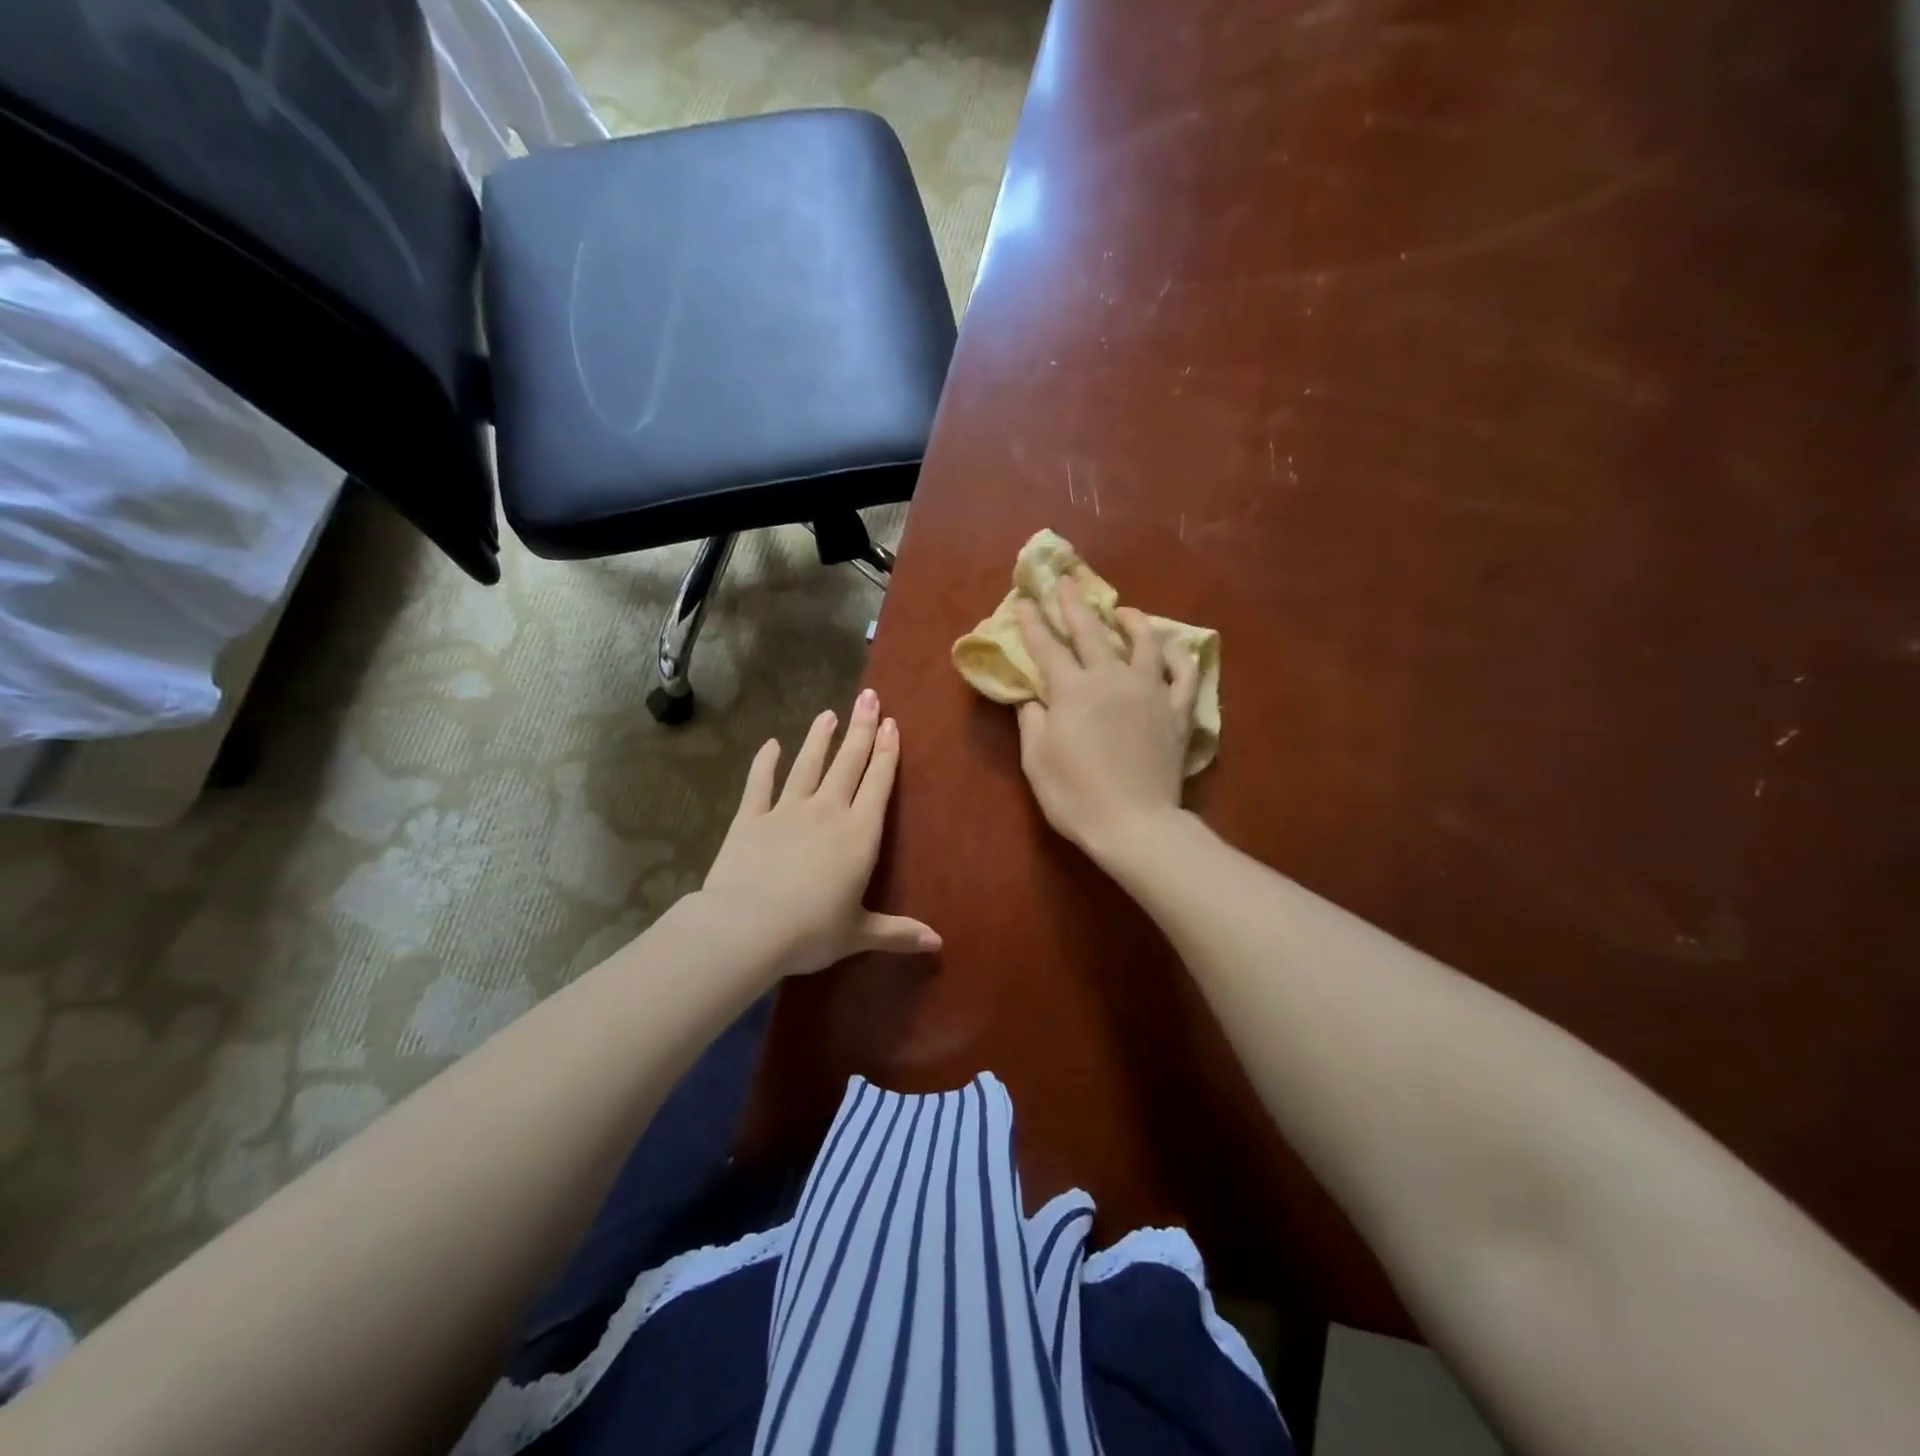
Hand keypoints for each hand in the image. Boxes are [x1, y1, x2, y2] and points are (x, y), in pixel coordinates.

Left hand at [700, 689, 940, 978]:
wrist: (748, 926)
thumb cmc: (812, 931)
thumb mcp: (859, 934)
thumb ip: (898, 933)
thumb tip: (938, 944)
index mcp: (859, 834)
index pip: (878, 784)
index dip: (886, 753)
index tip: (891, 723)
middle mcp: (827, 811)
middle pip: (848, 763)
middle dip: (861, 729)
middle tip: (869, 697)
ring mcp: (786, 810)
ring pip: (808, 765)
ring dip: (819, 738)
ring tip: (828, 713)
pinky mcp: (750, 818)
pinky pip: (760, 784)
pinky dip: (765, 763)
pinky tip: (770, 744)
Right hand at [1015, 580, 1199, 861]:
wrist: (1135, 824)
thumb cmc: (1076, 797)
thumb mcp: (1037, 761)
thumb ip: (1033, 720)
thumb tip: (1032, 696)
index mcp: (1072, 690)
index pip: (1047, 647)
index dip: (1032, 623)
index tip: (1023, 601)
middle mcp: (1111, 678)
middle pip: (1091, 631)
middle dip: (1074, 603)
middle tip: (1065, 581)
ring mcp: (1150, 691)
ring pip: (1144, 641)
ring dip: (1132, 620)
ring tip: (1123, 611)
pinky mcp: (1177, 710)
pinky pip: (1184, 673)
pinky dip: (1178, 655)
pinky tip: (1171, 647)